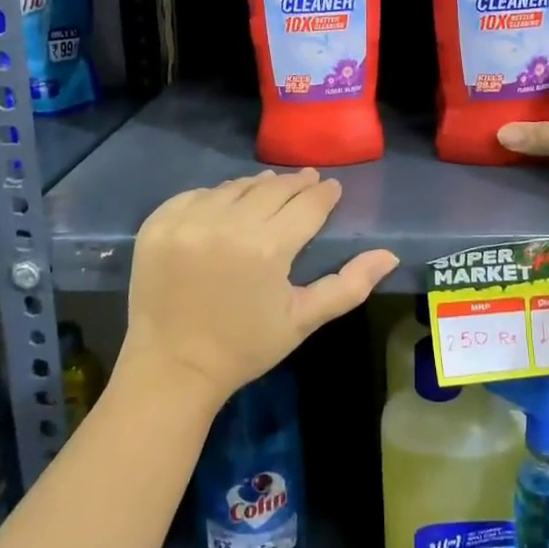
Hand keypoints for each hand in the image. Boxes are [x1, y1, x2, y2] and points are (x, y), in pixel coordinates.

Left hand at [120, 169, 398, 413]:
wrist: (172, 368)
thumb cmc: (244, 347)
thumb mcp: (302, 320)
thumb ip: (348, 285)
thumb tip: (389, 255)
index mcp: (267, 248)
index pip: (306, 205)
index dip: (324, 194)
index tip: (332, 187)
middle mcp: (227, 224)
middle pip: (272, 189)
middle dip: (296, 183)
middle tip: (308, 180)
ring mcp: (188, 221)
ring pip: (234, 187)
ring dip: (256, 187)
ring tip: (270, 189)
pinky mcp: (158, 224)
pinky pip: (196, 195)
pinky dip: (215, 196)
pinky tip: (226, 204)